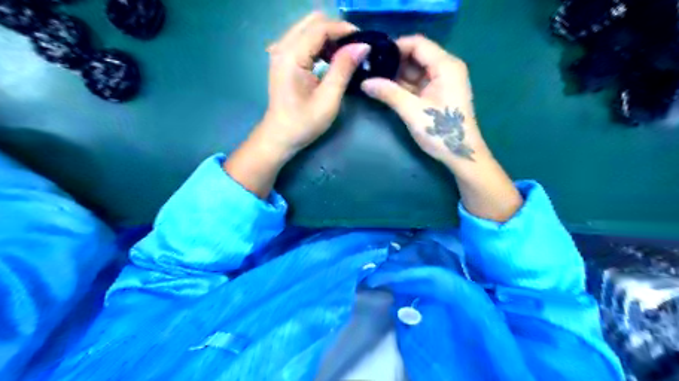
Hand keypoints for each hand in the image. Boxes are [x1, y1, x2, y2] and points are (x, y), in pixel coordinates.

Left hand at [256, 10, 369, 156]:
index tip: (364, 41)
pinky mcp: (282, 59)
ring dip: (329, 37)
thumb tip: (362, 46)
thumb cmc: (304, 123)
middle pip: (313, 21)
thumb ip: (343, 69)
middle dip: (336, 30)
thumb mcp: (328, 99)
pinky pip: (303, 39)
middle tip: (355, 49)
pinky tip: (330, 59)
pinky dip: (320, 44)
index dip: (344, 30)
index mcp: (292, 56)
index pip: (320, 28)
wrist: (280, 136)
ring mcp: (280, 52)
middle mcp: (283, 47)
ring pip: (308, 28)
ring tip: (345, 55)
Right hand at [360, 34, 487, 166]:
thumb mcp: (412, 111)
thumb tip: (364, 83)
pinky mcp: (439, 94)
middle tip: (371, 69)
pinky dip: (405, 86)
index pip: (418, 43)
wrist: (461, 154)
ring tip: (375, 79)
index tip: (374, 56)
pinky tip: (387, 89)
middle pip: (417, 55)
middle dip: (394, 62)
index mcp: (445, 65)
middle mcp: (446, 68)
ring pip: (417, 70)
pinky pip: (419, 83)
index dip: (395, 46)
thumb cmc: (441, 131)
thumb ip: (388, 93)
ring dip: (398, 75)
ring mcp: (443, 81)